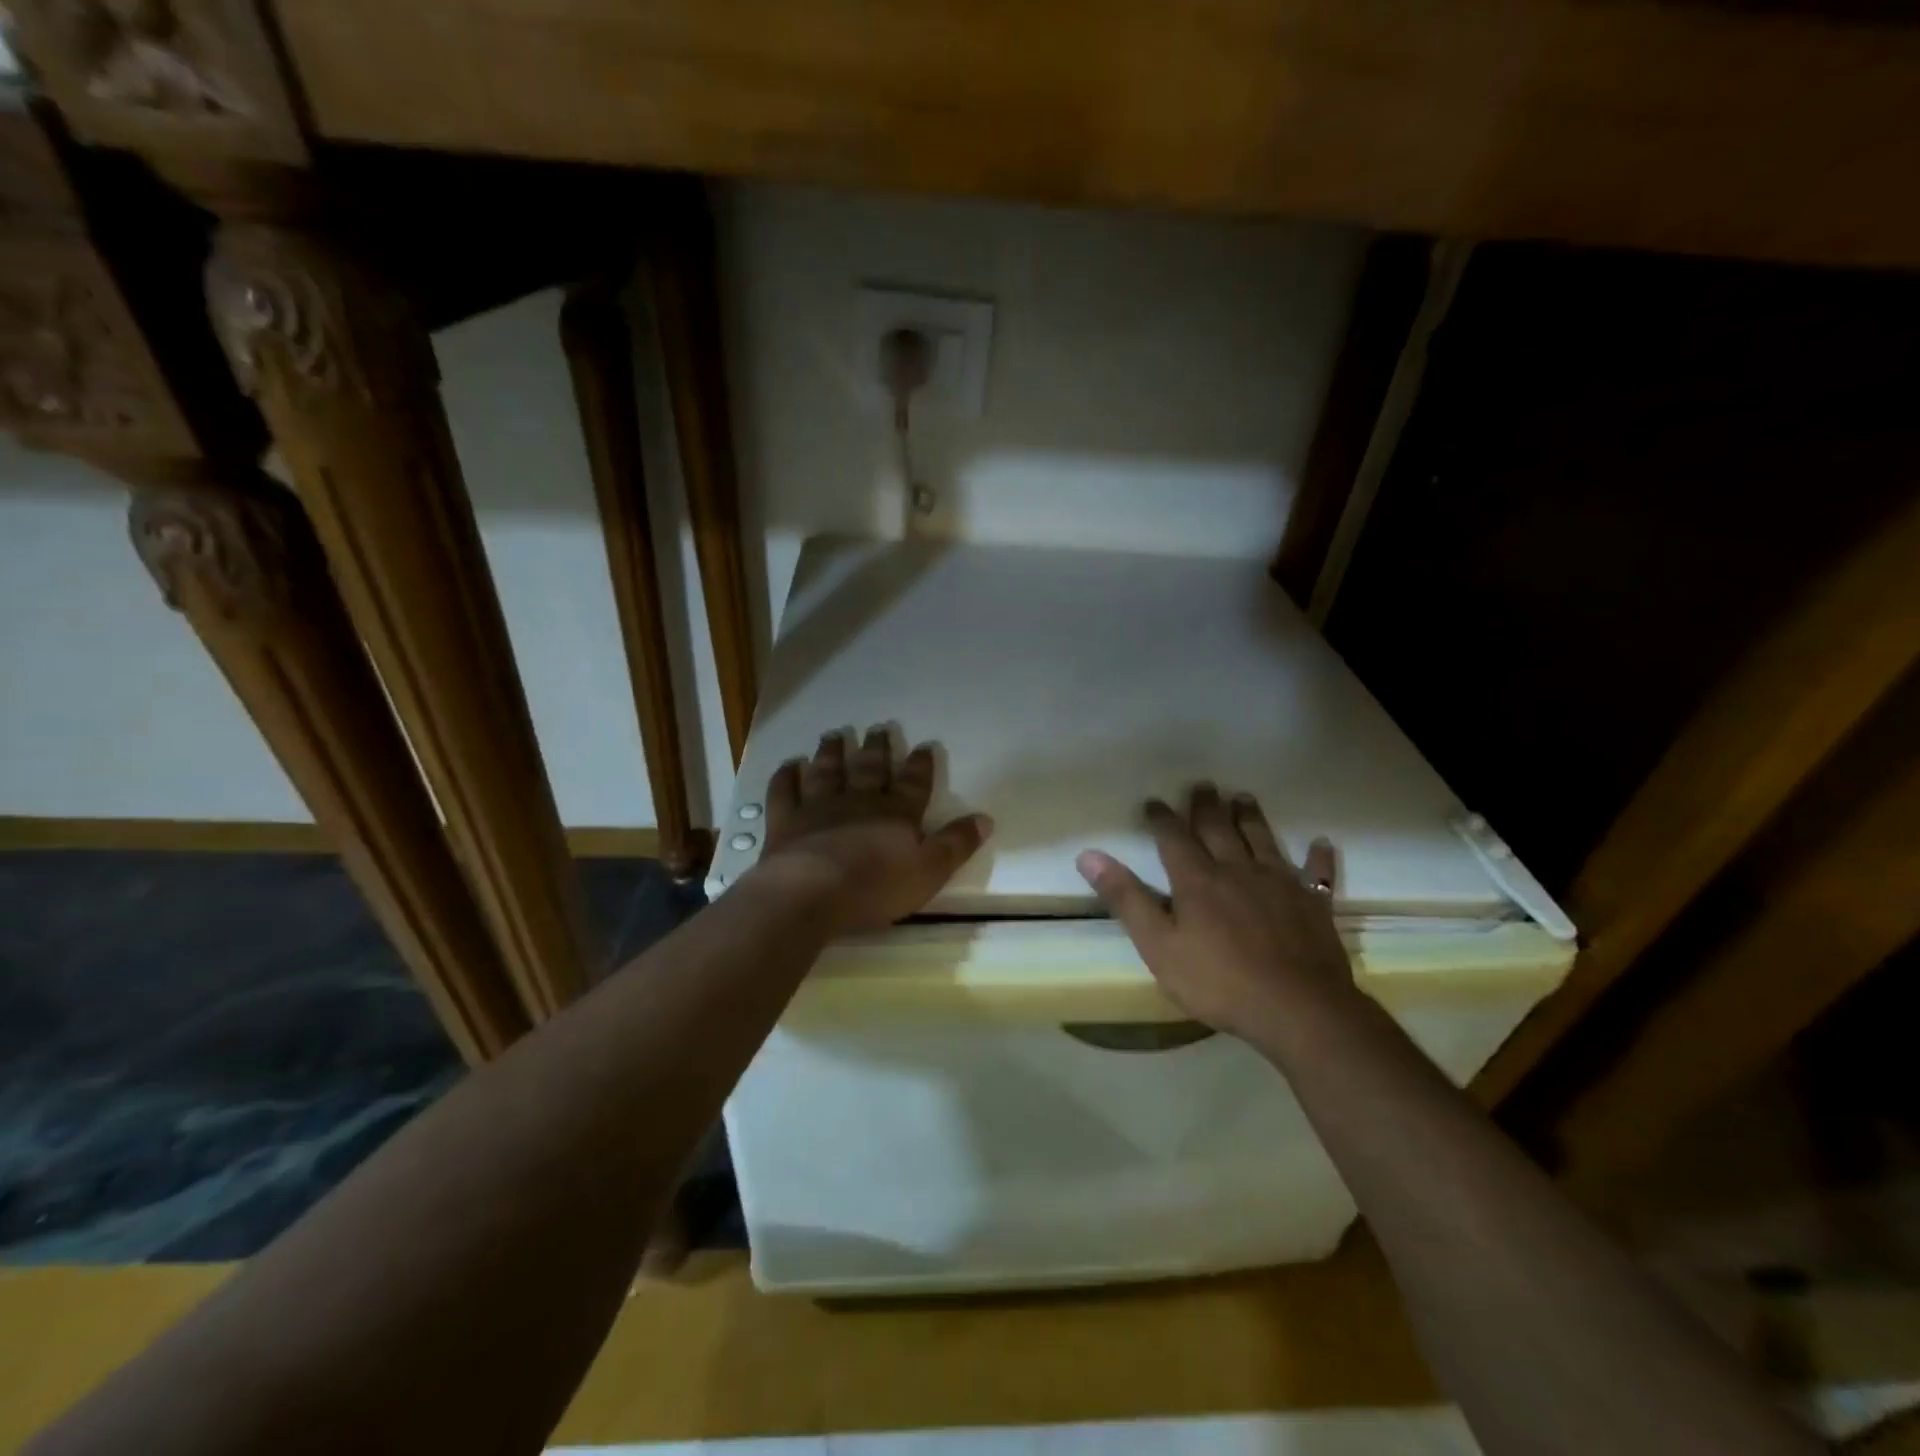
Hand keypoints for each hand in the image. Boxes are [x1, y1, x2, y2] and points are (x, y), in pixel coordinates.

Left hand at [752, 726, 991, 935]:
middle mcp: (859, 801)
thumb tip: (985, 818)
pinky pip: (786, 791)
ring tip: (835, 734)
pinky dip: (787, 776)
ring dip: (833, 752)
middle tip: (878, 728)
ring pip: (828, 771)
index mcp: (896, 813)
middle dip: (877, 749)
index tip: (923, 746)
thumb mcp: (929, 871)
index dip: (920, 765)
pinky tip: (789, 765)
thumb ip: (956, 844)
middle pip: (870, 769)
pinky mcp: (786, 820)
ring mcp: (819, 807)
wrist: (811, 893)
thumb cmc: (876, 887)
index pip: (913, 783)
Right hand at [1076, 786, 1354, 1043]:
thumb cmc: (1218, 981)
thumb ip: (1125, 898)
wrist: (1296, 1008)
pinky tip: (1321, 843)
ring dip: (1251, 817)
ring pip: (1262, 840)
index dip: (1161, 818)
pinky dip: (1318, 858)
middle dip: (1207, 806)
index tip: (1153, 802)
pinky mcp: (1313, 905)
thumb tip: (1089, 855)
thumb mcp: (1157, 945)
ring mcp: (1280, 884)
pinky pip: (1317, 874)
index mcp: (1198, 880)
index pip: (1174, 838)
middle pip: (1219, 829)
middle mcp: (1238, 870)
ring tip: (1244, 797)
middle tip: (1202, 785)